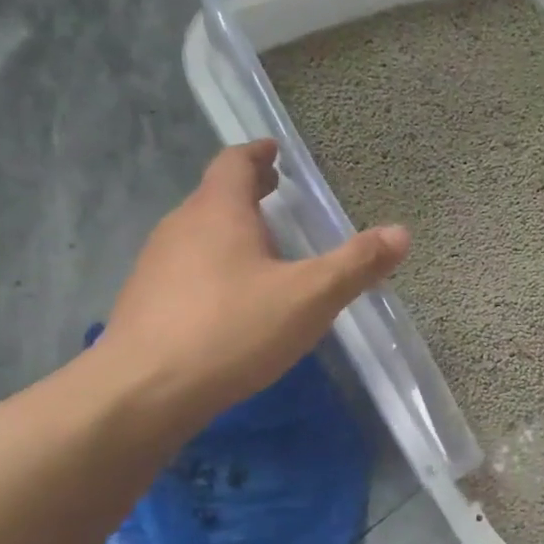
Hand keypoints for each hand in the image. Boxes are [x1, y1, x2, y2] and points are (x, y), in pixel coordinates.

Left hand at [96, 140, 408, 437]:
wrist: (142, 392)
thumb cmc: (232, 330)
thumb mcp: (309, 297)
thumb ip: (356, 264)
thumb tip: (401, 233)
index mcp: (218, 212)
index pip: (234, 163)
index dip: (257, 154)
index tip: (274, 151)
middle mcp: (180, 227)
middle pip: (215, 196)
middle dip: (247, 193)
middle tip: (275, 195)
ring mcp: (156, 266)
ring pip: (198, 234)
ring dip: (230, 231)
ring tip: (262, 249)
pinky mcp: (145, 303)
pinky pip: (186, 269)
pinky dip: (213, 266)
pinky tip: (231, 300)